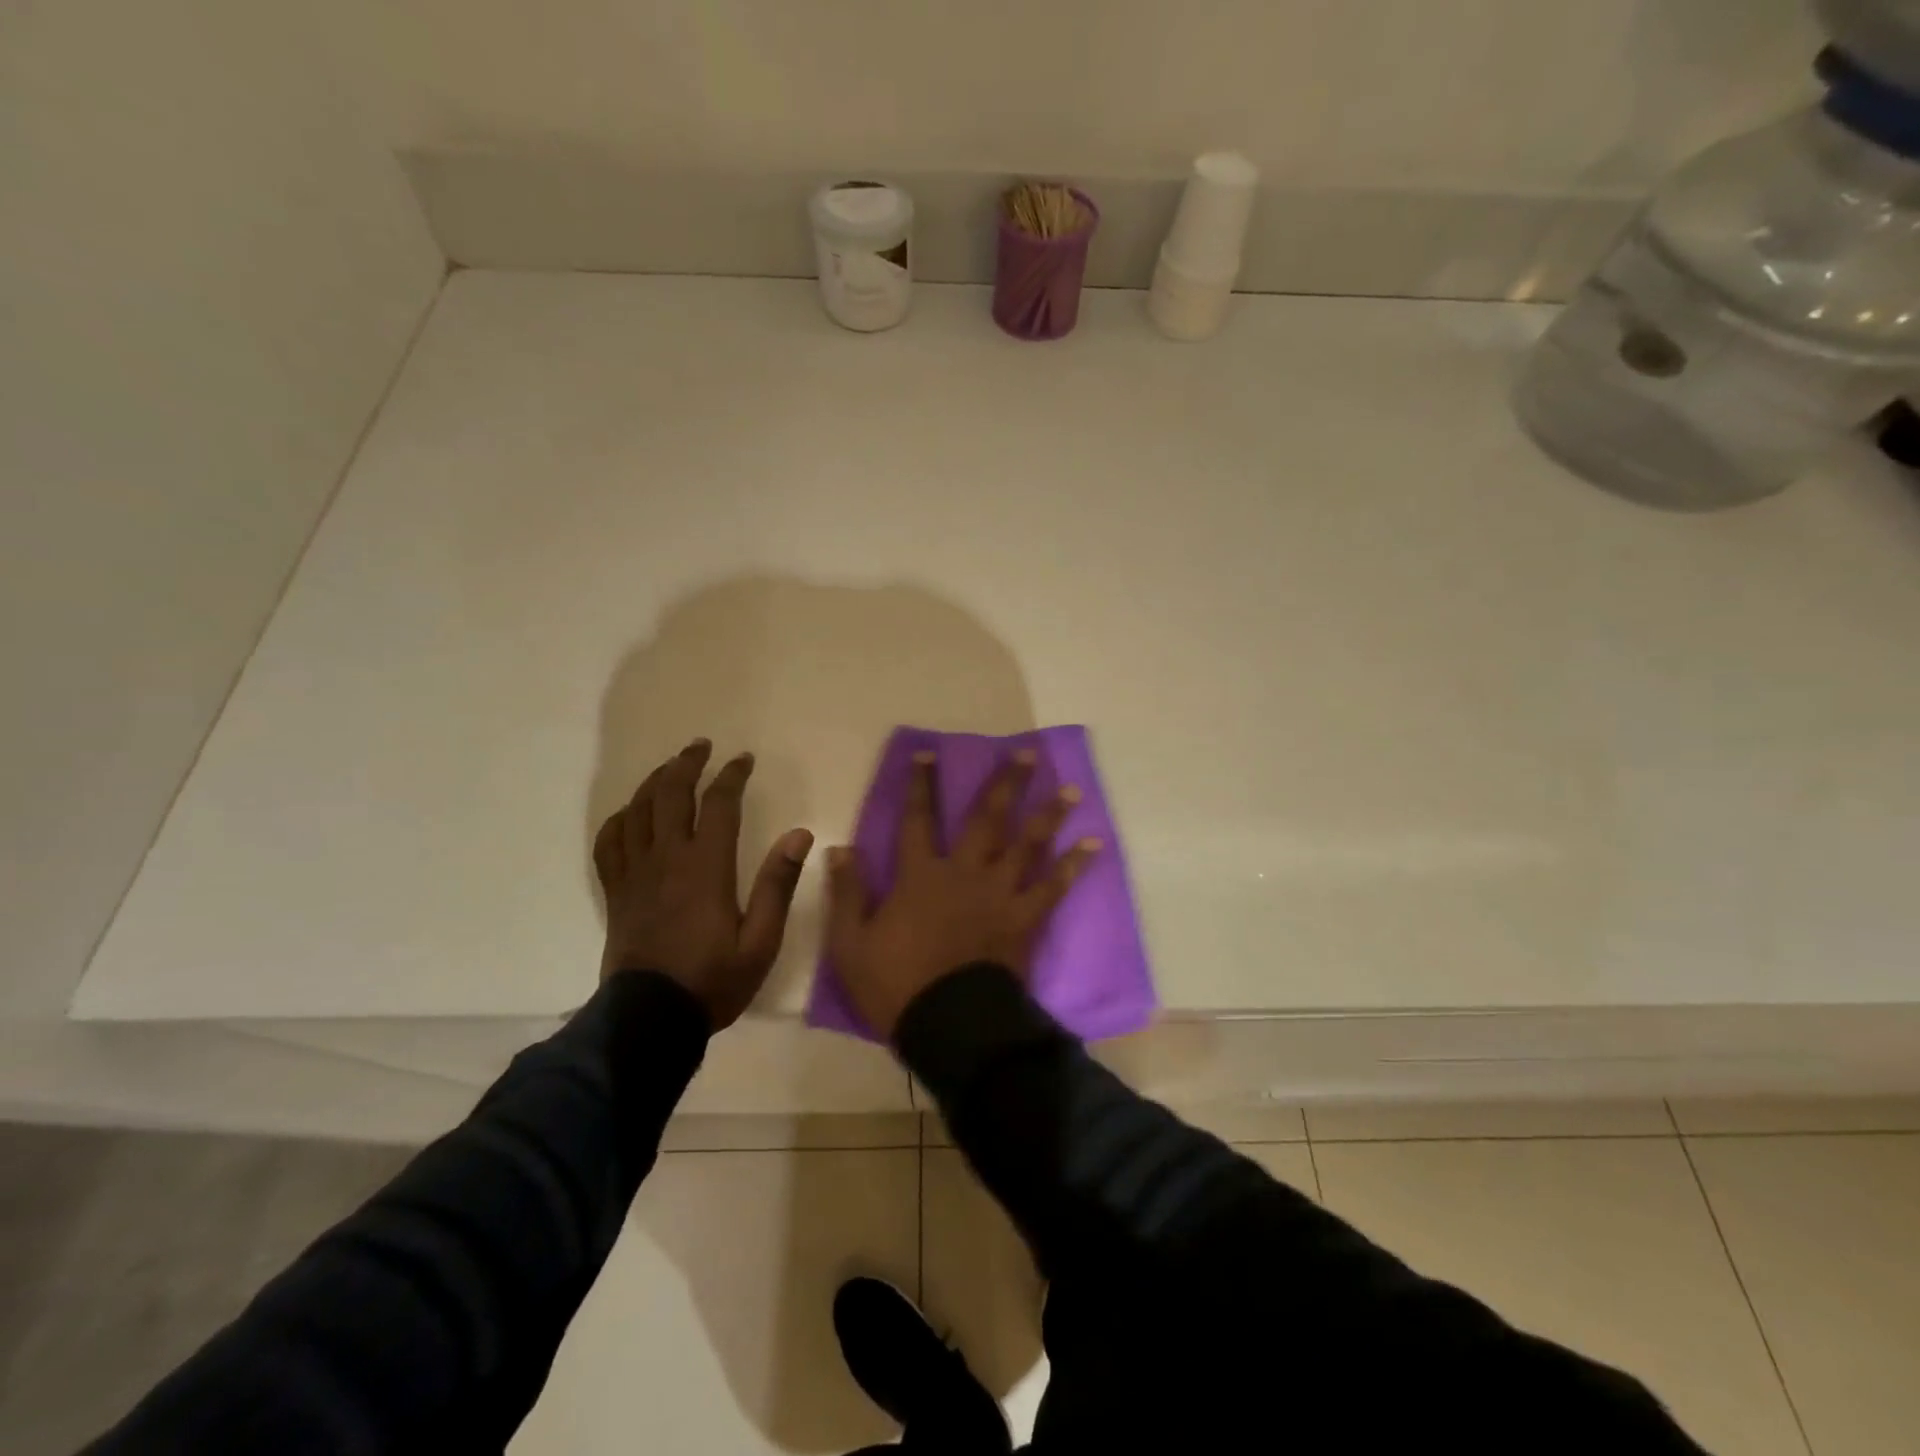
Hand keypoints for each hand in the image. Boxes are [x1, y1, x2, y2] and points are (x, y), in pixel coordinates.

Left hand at [593, 739, 812, 1029]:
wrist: (650, 1020)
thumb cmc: (713, 980)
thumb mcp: (761, 940)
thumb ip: (779, 884)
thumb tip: (800, 834)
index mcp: (706, 866)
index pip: (719, 803)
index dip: (732, 775)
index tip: (743, 759)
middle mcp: (667, 858)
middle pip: (670, 793)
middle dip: (687, 764)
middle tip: (701, 747)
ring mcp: (635, 873)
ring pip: (637, 810)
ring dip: (654, 782)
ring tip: (670, 768)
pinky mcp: (616, 892)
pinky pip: (609, 843)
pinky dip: (619, 820)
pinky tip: (631, 814)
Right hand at [825, 749, 1098, 1038]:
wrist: (949, 1025)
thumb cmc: (896, 985)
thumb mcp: (851, 944)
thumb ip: (848, 893)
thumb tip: (839, 849)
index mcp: (920, 876)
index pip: (917, 820)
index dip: (921, 786)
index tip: (929, 753)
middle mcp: (964, 874)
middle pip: (987, 819)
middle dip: (1005, 784)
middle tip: (1026, 754)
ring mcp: (999, 895)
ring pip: (1027, 844)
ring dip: (1048, 815)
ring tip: (1071, 790)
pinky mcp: (1025, 919)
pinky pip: (1053, 887)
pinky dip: (1074, 866)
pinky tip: (1094, 845)